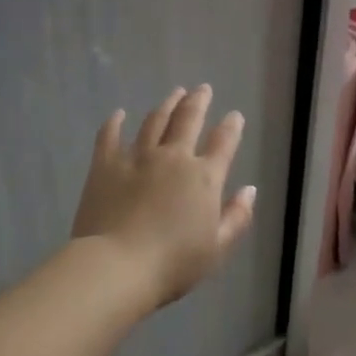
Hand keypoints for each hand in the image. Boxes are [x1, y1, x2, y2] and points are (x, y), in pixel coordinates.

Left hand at [71, 85, 256, 309]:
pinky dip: (114, 123)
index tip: (234, 115)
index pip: (224, 143)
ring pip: (154, 121)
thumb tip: (250, 190)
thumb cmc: (173, 264)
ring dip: (166, 105)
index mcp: (204, 178)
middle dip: (198, 101)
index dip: (231, 127)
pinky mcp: (105, 165)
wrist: (117, 266)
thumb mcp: (217, 248)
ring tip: (173, 94)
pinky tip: (118, 114)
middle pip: (188, 120)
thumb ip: (237, 217)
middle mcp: (173, 158)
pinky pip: (110, 136)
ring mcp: (137, 157)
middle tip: (202, 89)